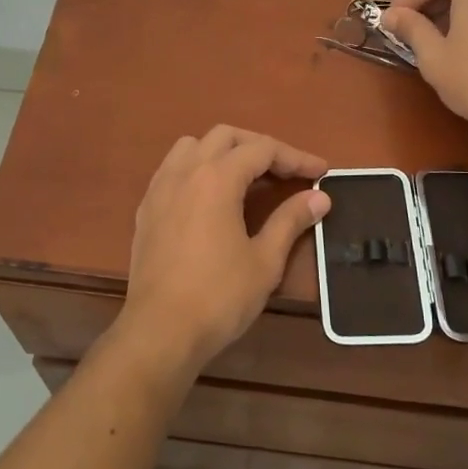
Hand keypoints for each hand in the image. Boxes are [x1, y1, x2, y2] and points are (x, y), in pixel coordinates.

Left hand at [118, 126, 329, 374]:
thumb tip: (320, 198)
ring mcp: (160, 188)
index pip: (262, 150)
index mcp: (216, 178)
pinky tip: (210, 197)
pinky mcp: (146, 209)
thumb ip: (290, 221)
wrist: (160, 331)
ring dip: (223, 151)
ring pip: (192, 146)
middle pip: (226, 137)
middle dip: (260, 147)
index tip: (321, 172)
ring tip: (246, 176)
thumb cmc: (219, 296)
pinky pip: (172, 169)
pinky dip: (197, 168)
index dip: (295, 157)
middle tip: (286, 171)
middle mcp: (185, 172)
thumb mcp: (264, 260)